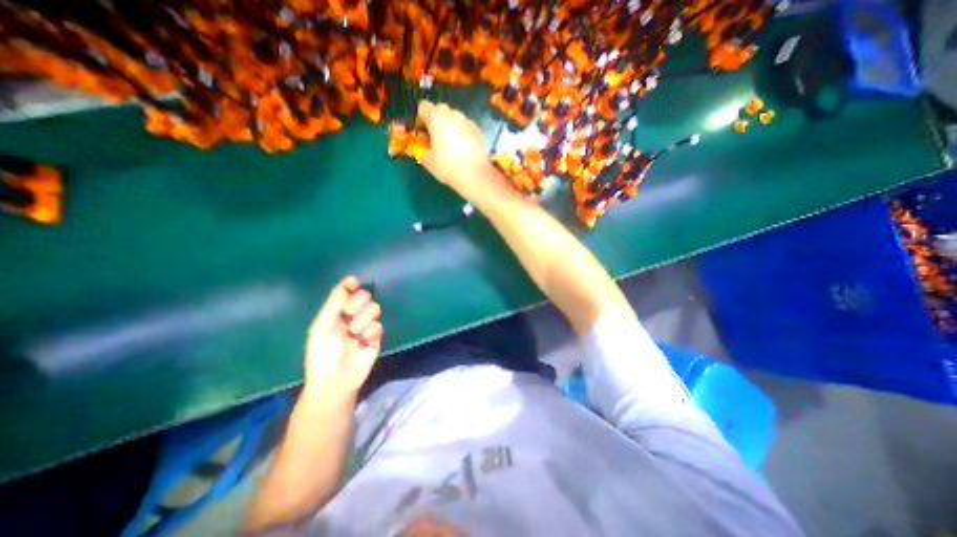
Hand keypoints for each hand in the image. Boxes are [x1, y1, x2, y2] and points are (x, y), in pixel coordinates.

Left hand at [304, 276, 383, 394]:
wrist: (335, 379)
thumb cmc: (323, 353)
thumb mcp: (323, 326)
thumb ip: (335, 303)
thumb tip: (349, 280)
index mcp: (335, 312)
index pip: (346, 291)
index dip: (350, 285)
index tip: (353, 283)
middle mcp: (351, 316)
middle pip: (364, 296)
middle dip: (358, 302)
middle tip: (349, 313)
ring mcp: (365, 325)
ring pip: (374, 308)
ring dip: (364, 318)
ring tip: (355, 332)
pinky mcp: (375, 336)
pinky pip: (379, 324)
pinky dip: (371, 331)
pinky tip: (363, 340)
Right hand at [416, 101, 496, 200]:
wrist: (475, 175)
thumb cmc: (447, 166)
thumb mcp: (428, 160)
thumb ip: (421, 147)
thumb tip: (423, 141)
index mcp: (436, 117)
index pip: (423, 106)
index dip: (421, 118)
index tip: (423, 133)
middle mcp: (452, 114)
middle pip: (440, 110)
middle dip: (435, 122)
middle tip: (435, 140)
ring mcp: (467, 121)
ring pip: (454, 118)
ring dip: (450, 127)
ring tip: (450, 146)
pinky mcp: (478, 131)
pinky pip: (465, 127)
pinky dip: (462, 134)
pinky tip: (463, 150)